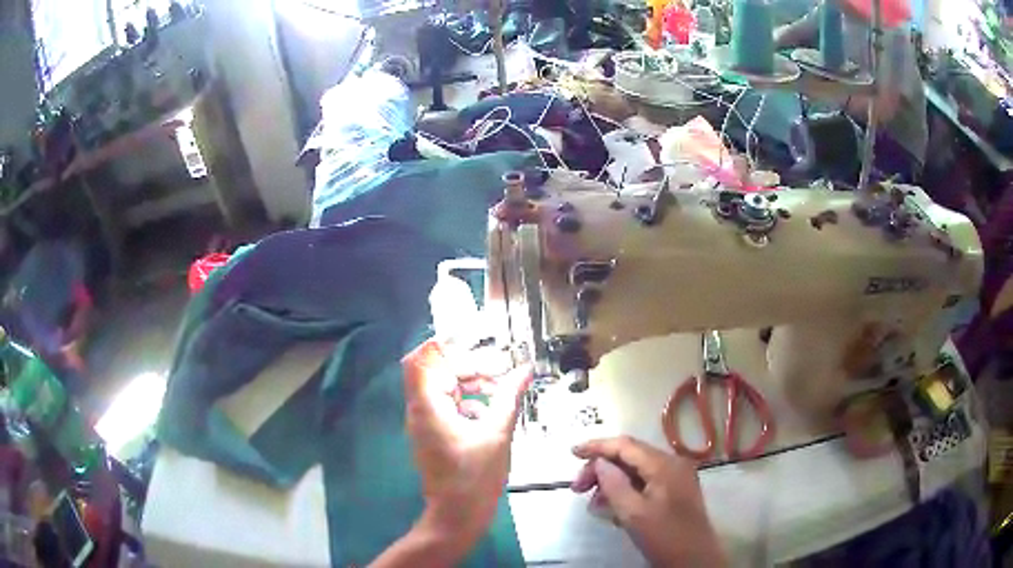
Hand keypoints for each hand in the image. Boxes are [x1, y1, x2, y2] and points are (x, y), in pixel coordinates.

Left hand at [401, 340, 531, 560]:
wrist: (457, 516)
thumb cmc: (474, 478)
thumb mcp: (497, 434)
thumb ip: (509, 397)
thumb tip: (523, 370)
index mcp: (428, 406)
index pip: (423, 359)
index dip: (446, 345)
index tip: (479, 346)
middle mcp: (420, 410)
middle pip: (437, 370)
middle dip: (468, 366)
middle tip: (500, 372)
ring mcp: (425, 423)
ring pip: (444, 387)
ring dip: (471, 383)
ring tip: (500, 391)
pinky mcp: (434, 434)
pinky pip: (448, 405)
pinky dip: (469, 401)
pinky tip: (492, 413)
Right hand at [571, 437, 724, 566]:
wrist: (695, 559)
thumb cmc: (664, 537)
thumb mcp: (633, 514)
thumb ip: (614, 485)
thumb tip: (599, 463)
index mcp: (664, 465)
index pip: (626, 445)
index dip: (597, 446)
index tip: (572, 453)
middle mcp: (672, 463)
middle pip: (630, 456)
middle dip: (601, 468)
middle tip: (577, 488)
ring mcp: (676, 477)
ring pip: (636, 470)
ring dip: (611, 481)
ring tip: (592, 502)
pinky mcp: (675, 490)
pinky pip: (645, 482)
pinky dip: (625, 490)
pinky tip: (611, 506)